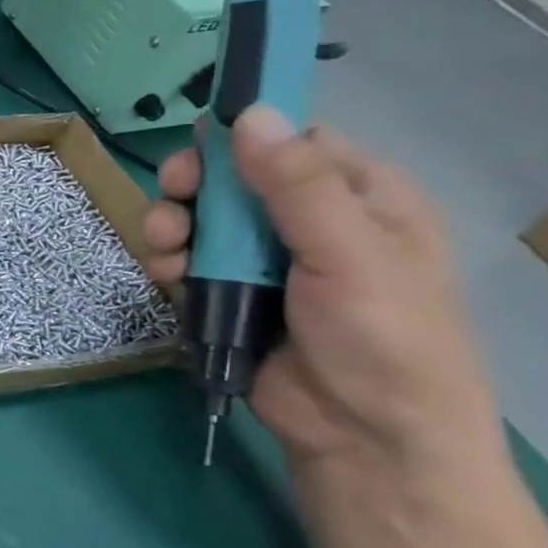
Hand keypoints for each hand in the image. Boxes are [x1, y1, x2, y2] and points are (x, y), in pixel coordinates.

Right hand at [142, 107, 503, 478]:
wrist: (360, 435)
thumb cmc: (380, 336)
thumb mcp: (348, 252)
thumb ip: (296, 184)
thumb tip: (250, 112)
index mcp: (359, 199)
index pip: (294, 143)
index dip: (245, 136)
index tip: (201, 140)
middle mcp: (307, 221)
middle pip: (232, 178)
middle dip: (195, 186)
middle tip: (174, 195)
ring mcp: (263, 260)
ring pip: (200, 219)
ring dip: (174, 226)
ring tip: (167, 249)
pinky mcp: (227, 293)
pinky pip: (186, 260)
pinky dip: (169, 262)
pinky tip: (168, 276)